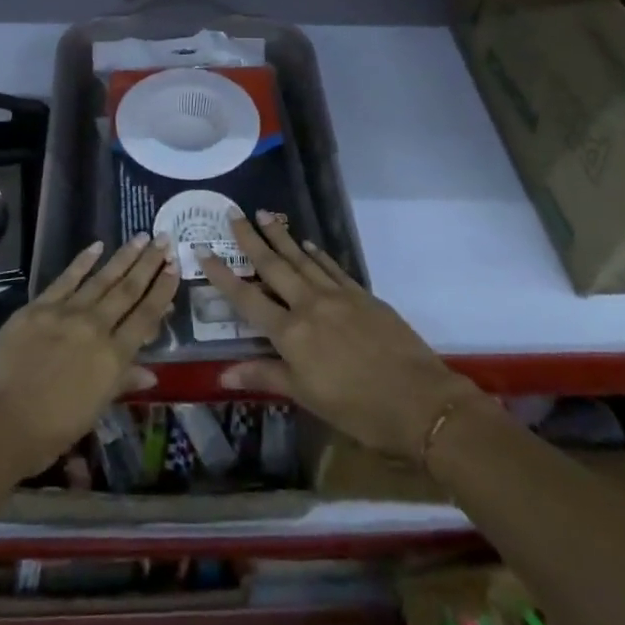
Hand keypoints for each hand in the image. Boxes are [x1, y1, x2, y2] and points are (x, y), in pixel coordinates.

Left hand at [0, 233, 176, 479]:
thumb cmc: (47, 433)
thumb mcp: (92, 412)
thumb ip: (121, 384)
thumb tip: (151, 372)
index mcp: (113, 358)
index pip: (145, 317)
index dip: (162, 290)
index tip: (175, 267)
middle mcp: (95, 327)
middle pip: (128, 290)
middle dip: (149, 264)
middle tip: (165, 239)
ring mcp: (66, 313)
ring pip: (103, 278)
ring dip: (124, 256)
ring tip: (142, 236)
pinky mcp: (39, 306)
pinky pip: (67, 278)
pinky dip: (83, 261)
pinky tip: (97, 245)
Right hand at [199, 211, 474, 460]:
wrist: (419, 400)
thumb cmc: (358, 410)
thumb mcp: (307, 398)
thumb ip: (266, 377)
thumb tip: (221, 375)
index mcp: (290, 334)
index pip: (247, 298)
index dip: (223, 275)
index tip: (204, 250)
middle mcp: (308, 305)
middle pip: (273, 266)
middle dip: (251, 240)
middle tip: (234, 214)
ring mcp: (336, 295)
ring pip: (301, 259)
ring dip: (281, 237)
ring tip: (264, 216)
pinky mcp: (361, 293)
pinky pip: (331, 267)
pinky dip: (316, 254)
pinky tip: (307, 245)